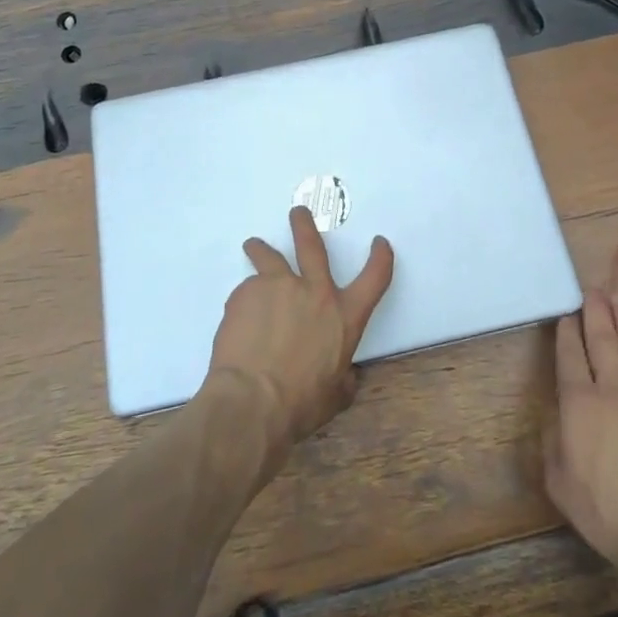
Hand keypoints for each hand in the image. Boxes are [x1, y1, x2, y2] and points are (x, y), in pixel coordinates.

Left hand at [207, 206, 395, 458]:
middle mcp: (313, 291)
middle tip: (298, 212)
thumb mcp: (335, 396)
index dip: (381, 257)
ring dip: (261, 248)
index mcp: (344, 316)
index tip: (379, 243)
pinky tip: (237, 322)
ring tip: (253, 245)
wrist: (252, 401)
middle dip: (305, 225)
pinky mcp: (245, 293)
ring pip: (268, 257)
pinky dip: (244, 301)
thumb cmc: (300, 404)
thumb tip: (345, 375)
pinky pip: (245, 292)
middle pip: (311, 245)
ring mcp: (277, 286)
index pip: (375, 278)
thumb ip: (342, 378)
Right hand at [545, 287, 617, 574]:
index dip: (567, 332)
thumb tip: (556, 417)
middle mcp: (614, 390)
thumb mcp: (560, 483)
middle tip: (593, 289)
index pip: (570, 356)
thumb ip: (552, 443)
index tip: (566, 314)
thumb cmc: (607, 511)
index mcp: (580, 404)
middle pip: (604, 341)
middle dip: (596, 312)